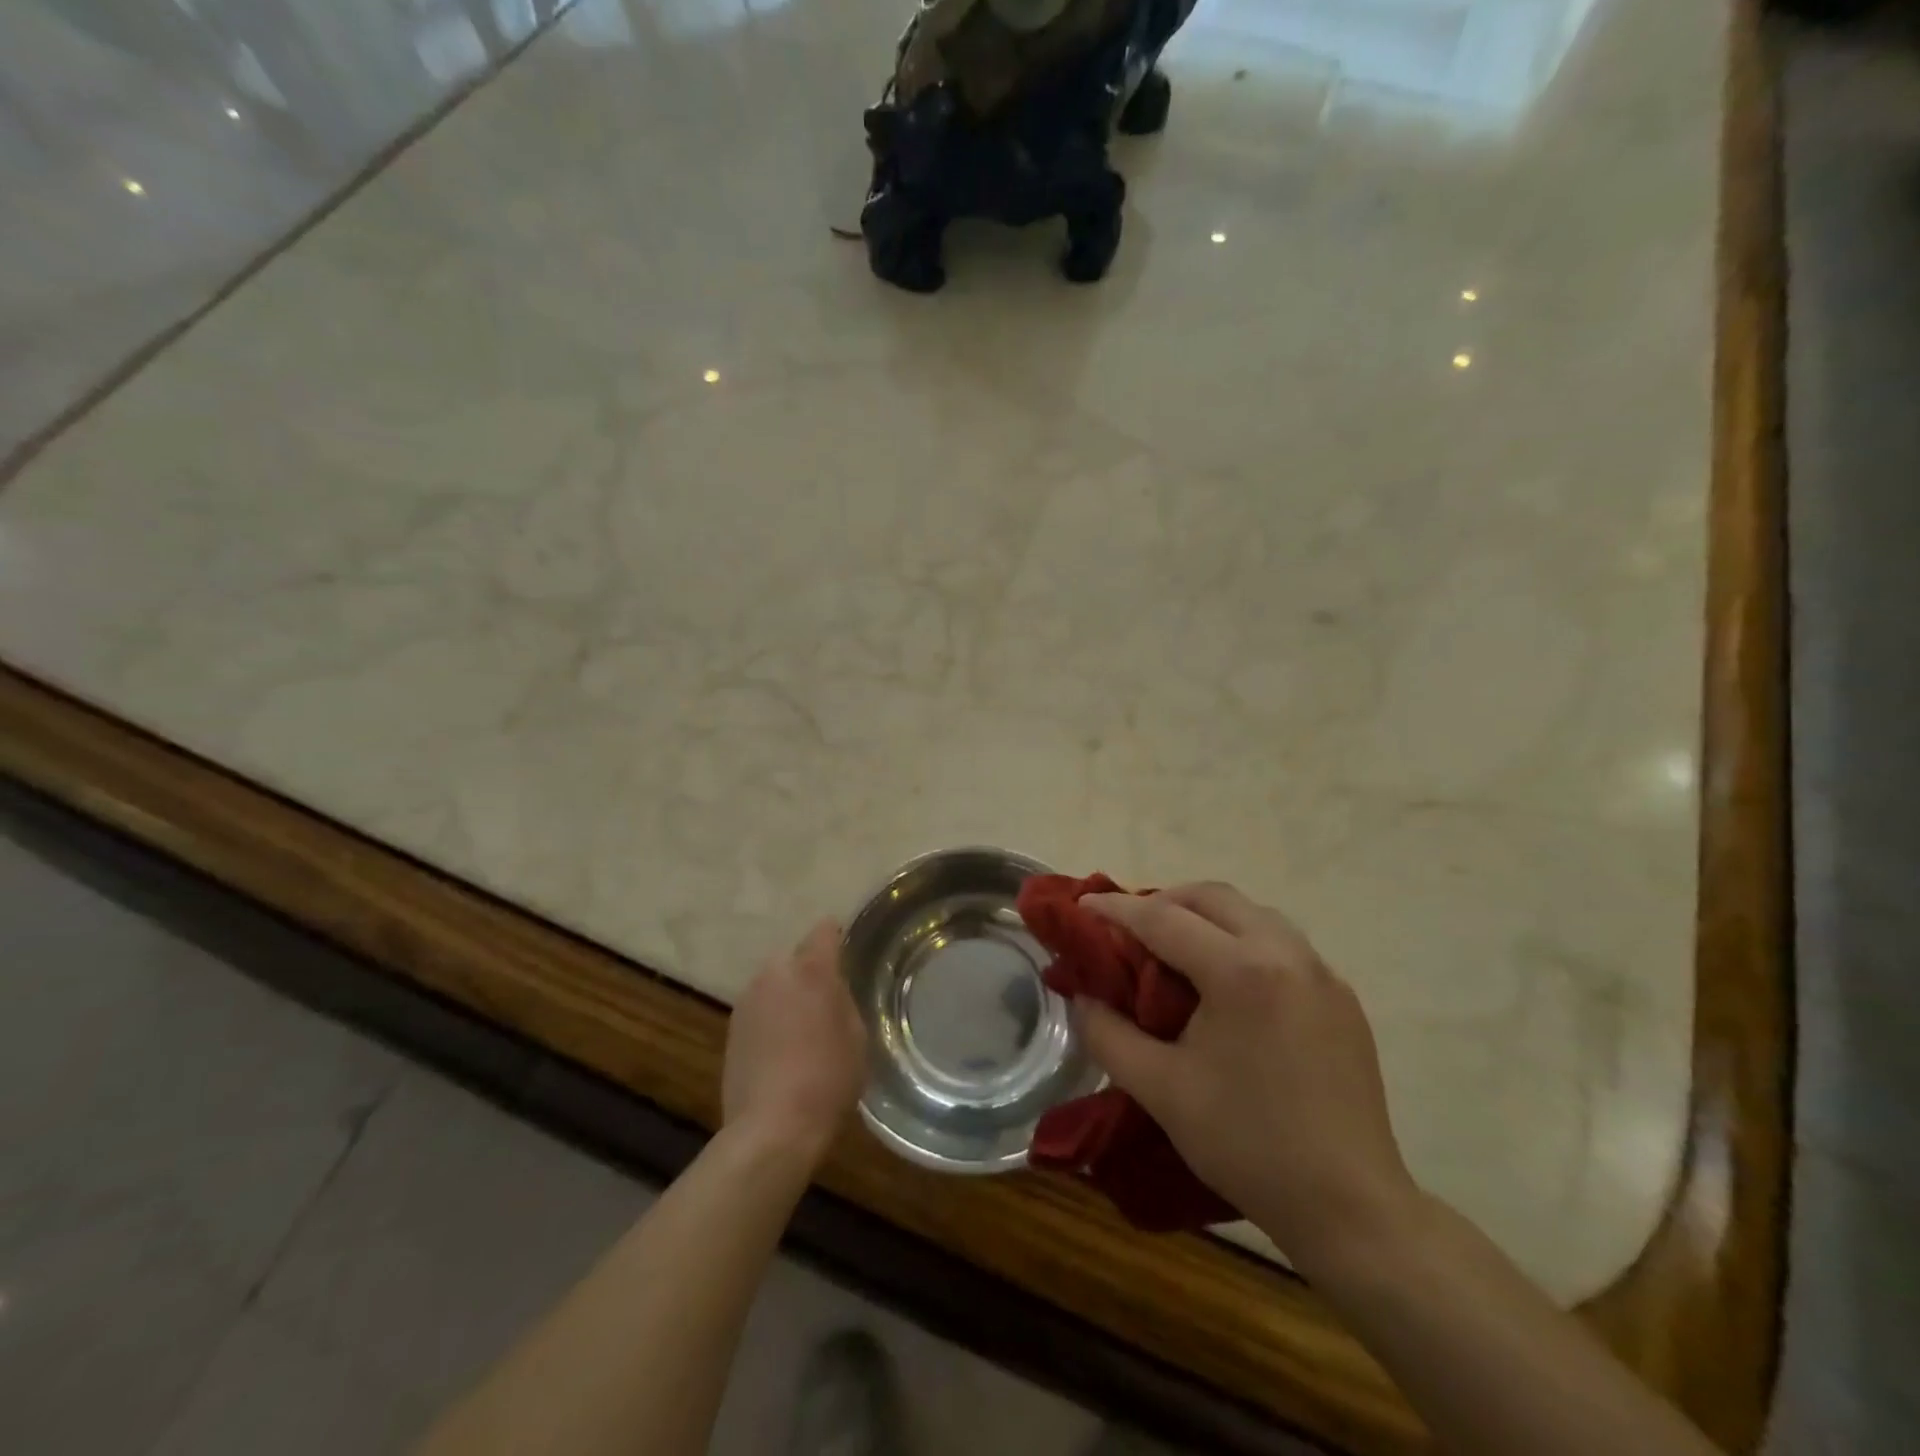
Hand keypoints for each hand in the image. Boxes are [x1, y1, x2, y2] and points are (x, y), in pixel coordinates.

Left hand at [722, 920, 865, 1166]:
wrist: (772, 1128)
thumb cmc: (828, 1079)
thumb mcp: (856, 1036)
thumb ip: (843, 1001)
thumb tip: (832, 991)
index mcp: (812, 969)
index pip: (824, 931)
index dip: (836, 938)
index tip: (845, 953)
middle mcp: (775, 973)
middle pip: (795, 957)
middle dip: (808, 971)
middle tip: (825, 1000)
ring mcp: (748, 999)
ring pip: (774, 983)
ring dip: (786, 995)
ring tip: (801, 1030)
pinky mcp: (731, 1027)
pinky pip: (759, 1008)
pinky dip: (770, 1018)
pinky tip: (780, 1050)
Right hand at [1077, 883, 1420, 1275]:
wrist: (1350, 1208)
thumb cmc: (1247, 1145)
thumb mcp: (1160, 1090)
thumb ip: (1108, 1034)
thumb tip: (1082, 997)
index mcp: (1241, 971)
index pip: (1163, 919)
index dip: (1116, 910)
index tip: (1081, 907)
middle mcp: (1286, 953)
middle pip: (1213, 897)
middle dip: (1163, 901)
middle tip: (1128, 929)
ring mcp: (1322, 973)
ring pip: (1252, 913)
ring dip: (1206, 916)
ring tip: (1175, 949)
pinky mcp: (1341, 997)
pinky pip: (1282, 943)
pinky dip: (1242, 940)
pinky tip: (1227, 982)